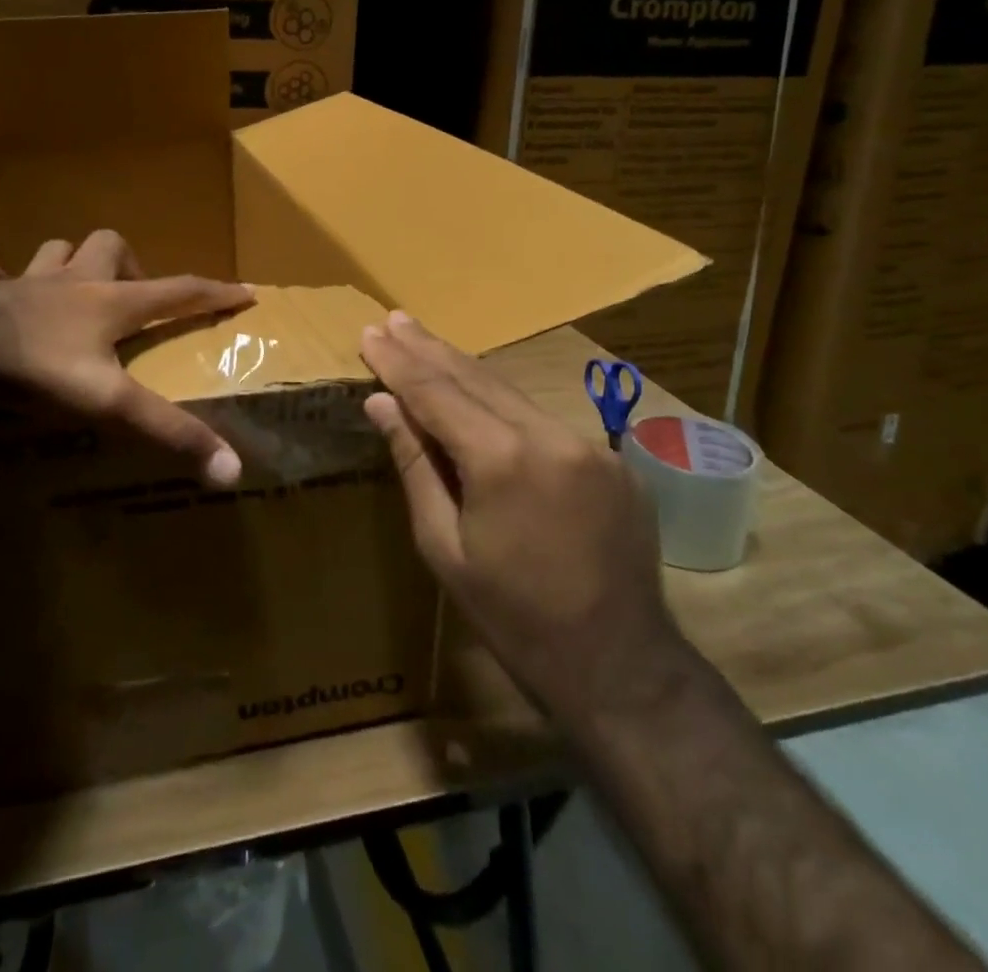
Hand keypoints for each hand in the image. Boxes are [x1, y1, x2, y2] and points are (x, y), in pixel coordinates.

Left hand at [0, 230, 252, 483]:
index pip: (178, 291)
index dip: (215, 291)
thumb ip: (168, 433)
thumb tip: (232, 470)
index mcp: (110, 303)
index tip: (245, 291)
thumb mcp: (110, 404)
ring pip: (54, 249)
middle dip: (129, 264)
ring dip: (67, 260)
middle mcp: (72, 281)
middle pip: (110, 245)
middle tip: (130, 298)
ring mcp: (23, 281)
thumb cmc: (39, 371)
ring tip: (70, 285)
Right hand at [359, 311, 693, 720]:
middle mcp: (550, 435)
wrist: (618, 667)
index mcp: (502, 459)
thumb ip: (415, 464)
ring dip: (464, 370)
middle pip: (475, 378)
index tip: (369, 334)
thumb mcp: (444, 546)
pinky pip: (543, 420)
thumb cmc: (512, 618)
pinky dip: (503, 404)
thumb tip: (381, 404)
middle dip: (429, 349)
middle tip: (393, 319)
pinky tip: (480, 396)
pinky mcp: (613, 461)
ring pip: (511, 393)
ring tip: (425, 343)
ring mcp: (589, 444)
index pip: (436, 393)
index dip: (398, 363)